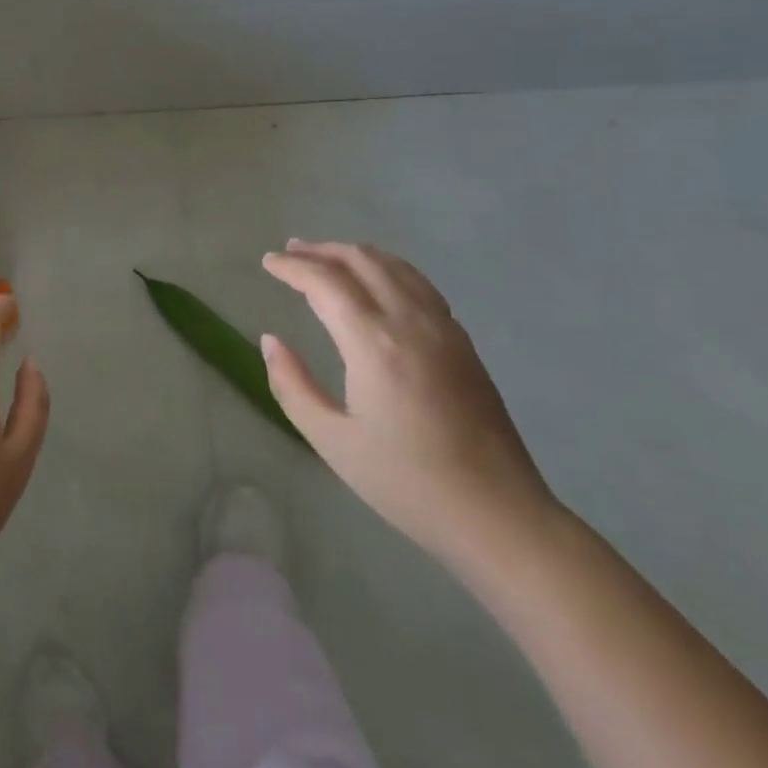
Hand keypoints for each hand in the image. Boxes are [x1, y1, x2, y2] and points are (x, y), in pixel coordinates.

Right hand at [260, 239, 559, 568]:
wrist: (499, 517)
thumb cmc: (407, 484)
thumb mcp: (333, 441)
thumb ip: (292, 385)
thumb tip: (270, 341)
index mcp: (373, 343)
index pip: (325, 282)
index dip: (292, 267)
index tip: (267, 262)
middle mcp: (410, 321)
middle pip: (361, 260)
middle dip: (322, 250)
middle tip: (291, 252)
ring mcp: (443, 328)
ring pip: (395, 266)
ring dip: (355, 254)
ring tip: (328, 258)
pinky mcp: (464, 342)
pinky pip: (419, 284)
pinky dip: (387, 269)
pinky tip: (377, 284)